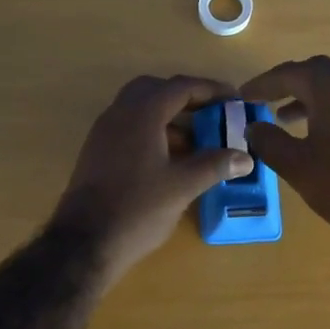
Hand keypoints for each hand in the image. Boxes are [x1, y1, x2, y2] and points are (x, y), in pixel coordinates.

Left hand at [52, 74, 253, 284]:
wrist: (84, 242)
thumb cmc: (137, 209)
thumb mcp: (183, 186)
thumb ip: (215, 165)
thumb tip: (245, 158)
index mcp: (142, 114)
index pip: (180, 86)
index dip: (210, 89)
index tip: (234, 99)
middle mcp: (119, 114)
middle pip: (155, 90)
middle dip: (186, 98)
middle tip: (211, 114)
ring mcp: (103, 132)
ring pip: (139, 109)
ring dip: (168, 116)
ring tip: (197, 140)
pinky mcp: (96, 152)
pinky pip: (128, 127)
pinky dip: (152, 132)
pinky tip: (170, 159)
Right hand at [241, 56, 329, 252]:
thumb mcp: (297, 165)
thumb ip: (269, 141)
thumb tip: (253, 127)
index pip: (290, 73)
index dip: (263, 84)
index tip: (242, 96)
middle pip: (317, 73)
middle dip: (288, 84)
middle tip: (264, 99)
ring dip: (308, 98)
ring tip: (284, 119)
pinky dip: (327, 111)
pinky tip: (317, 137)